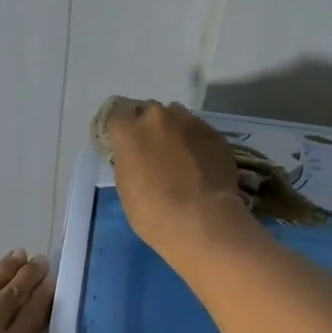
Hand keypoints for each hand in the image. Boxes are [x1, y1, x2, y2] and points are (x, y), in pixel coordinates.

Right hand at [104, 100, 255, 258]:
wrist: (201, 220)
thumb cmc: (152, 212)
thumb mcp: (126, 187)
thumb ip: (128, 161)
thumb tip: (138, 157)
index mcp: (128, 131)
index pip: (117, 116)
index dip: (123, 131)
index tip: (127, 146)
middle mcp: (156, 117)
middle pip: (148, 112)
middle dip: (150, 128)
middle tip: (155, 152)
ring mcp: (188, 122)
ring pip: (177, 117)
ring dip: (175, 131)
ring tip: (181, 157)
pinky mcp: (214, 132)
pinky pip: (199, 131)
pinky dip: (197, 143)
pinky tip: (201, 164)